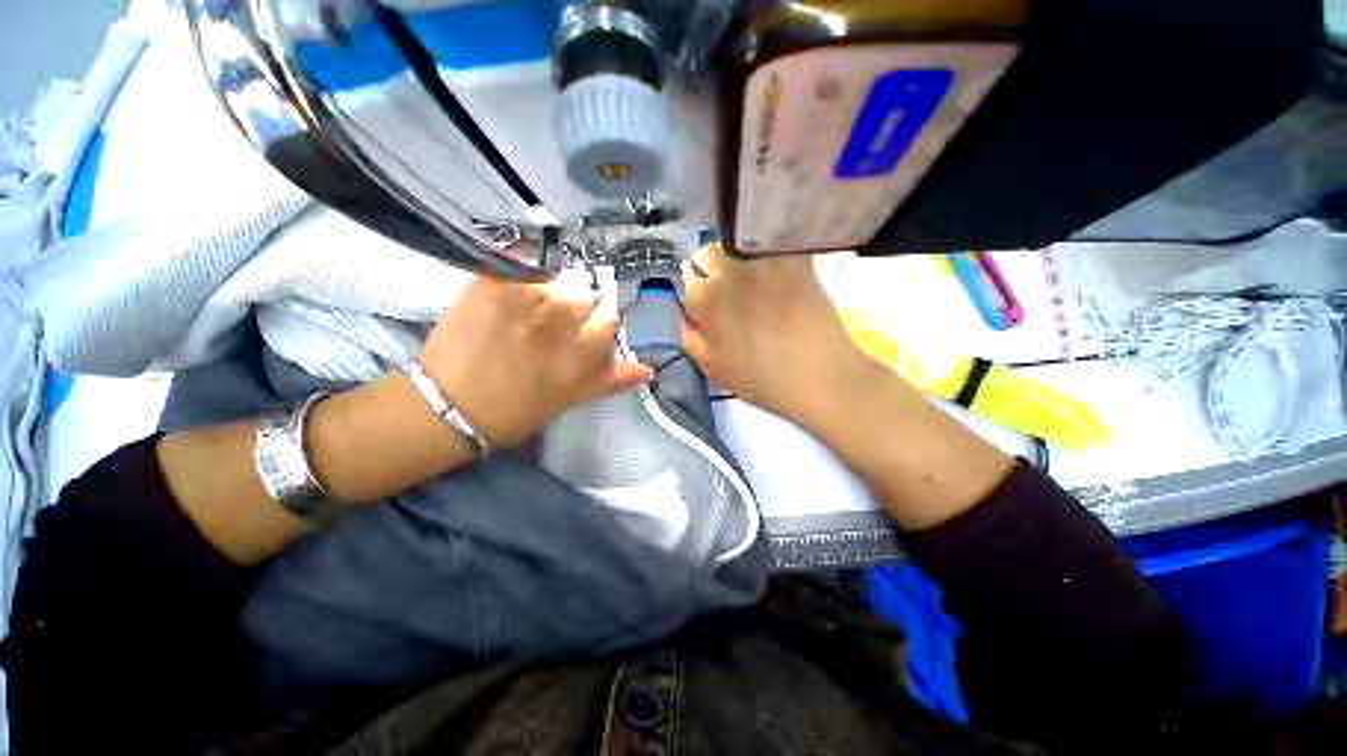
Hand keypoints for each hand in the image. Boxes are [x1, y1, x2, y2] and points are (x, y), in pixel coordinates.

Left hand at [419, 276, 653, 447]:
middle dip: (577, 306)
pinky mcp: (493, 283)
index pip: (611, 316)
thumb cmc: (517, 410)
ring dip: (550, 290)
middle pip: (586, 293)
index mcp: (582, 351)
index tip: (587, 330)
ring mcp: (525, 297)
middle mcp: (560, 319)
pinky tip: (511, 290)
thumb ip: (613, 379)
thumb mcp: (573, 398)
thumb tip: (650, 370)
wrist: (449, 405)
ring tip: (529, 309)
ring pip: (557, 279)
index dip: (600, 322)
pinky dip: (523, 273)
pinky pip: (522, 264)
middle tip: (555, 323)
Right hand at [681, 245, 874, 426]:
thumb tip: (688, 314)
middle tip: (731, 294)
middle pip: (707, 252)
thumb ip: (690, 336)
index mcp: (706, 296)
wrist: (820, 374)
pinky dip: (767, 252)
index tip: (710, 308)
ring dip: (736, 259)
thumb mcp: (711, 367)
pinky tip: (778, 276)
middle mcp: (730, 267)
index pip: (687, 276)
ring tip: (755, 284)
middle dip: (712, 270)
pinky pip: (771, 242)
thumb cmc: (760, 378)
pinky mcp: (795, 255)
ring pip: (736, 243)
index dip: (698, 294)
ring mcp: (764, 257)